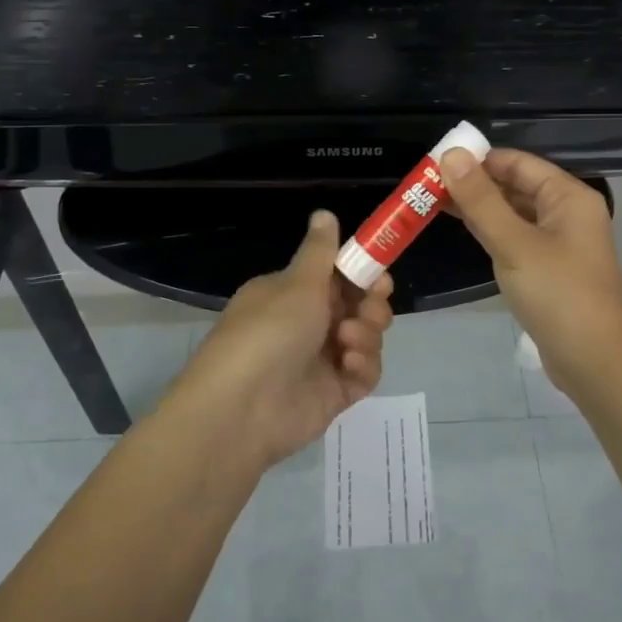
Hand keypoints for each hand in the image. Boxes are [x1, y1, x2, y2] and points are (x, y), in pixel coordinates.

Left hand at [170, 210, 395, 467]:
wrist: (242, 409)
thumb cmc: (268, 332)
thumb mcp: (297, 283)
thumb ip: (320, 251)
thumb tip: (324, 213)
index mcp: (292, 294)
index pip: (338, 277)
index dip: (362, 273)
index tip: (379, 273)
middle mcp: (307, 324)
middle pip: (358, 306)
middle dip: (371, 303)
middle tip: (369, 305)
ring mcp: (321, 360)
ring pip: (366, 337)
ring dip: (366, 333)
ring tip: (349, 339)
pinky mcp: (334, 393)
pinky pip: (365, 372)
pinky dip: (364, 365)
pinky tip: (348, 365)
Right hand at [441, 147, 621, 395]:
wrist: (593, 360)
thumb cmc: (557, 293)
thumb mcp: (514, 243)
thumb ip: (481, 199)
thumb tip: (451, 155)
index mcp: (568, 196)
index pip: (518, 163)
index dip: (479, 158)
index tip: (436, 162)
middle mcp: (567, 212)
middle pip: (516, 186)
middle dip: (475, 183)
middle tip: (427, 183)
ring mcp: (559, 242)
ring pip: (514, 213)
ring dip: (479, 207)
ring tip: (434, 202)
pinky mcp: (549, 268)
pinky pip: (516, 237)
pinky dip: (491, 231)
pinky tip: (463, 230)